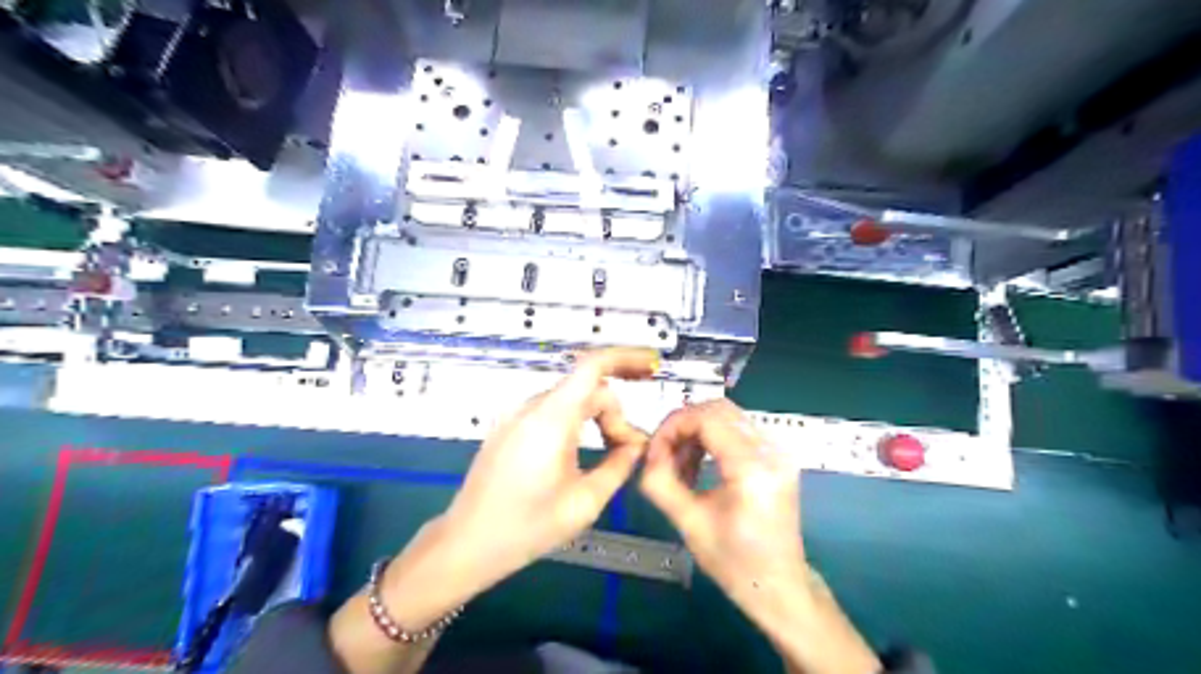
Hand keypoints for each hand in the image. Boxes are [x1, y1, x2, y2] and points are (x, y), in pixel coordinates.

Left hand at [445, 346, 659, 584]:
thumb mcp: (584, 502)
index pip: (592, 367)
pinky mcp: (509, 427)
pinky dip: (576, 421)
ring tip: (611, 452)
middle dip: (615, 412)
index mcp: (551, 419)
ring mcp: (516, 415)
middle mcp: (531, 407)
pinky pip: (551, 411)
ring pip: (570, 399)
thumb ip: (619, 466)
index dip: (626, 358)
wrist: (466, 544)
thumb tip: (637, 445)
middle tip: (629, 450)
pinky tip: (584, 449)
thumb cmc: (526, 528)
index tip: (652, 368)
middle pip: (586, 388)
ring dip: (596, 417)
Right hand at [636, 397, 804, 607]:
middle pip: (718, 409)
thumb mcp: (688, 523)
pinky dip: (711, 438)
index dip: (673, 426)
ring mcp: (778, 451)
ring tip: (680, 465)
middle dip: (683, 425)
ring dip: (696, 431)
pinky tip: (699, 465)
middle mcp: (771, 450)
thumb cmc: (734, 562)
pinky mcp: (776, 456)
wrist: (779, 586)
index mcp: (752, 468)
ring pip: (727, 416)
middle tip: (663, 454)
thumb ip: (661, 482)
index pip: (707, 418)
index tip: (654, 451)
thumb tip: (646, 454)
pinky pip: (737, 429)